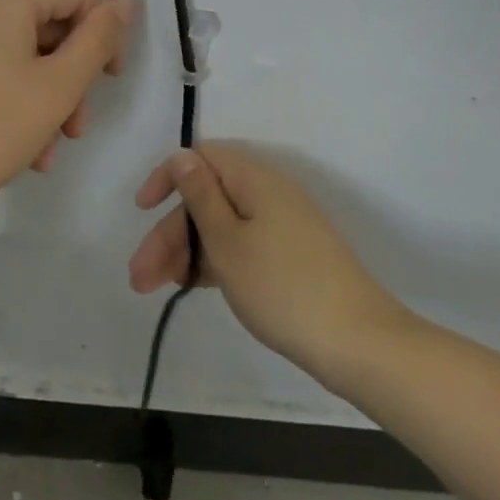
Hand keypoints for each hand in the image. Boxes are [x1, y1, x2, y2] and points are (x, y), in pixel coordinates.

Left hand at [0, 0, 139, 215]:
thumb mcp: (59, 87)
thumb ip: (99, 39)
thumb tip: (127, 0)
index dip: (105, 32)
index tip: (111, 81)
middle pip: (48, 21)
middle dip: (72, 73)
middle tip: (77, 125)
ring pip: (22, 49)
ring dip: (48, 94)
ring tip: (50, 148)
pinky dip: (17, 96)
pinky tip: (25, 148)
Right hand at [128, 142, 413, 390]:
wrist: (359, 344)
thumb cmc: (282, 287)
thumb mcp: (227, 241)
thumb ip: (200, 195)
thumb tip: (183, 156)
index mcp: (255, 178)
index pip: (201, 158)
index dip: (167, 178)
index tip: (142, 210)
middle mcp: (268, 193)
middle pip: (207, 198)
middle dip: (169, 232)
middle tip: (140, 275)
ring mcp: (282, 225)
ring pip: (221, 226)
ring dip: (185, 252)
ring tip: (155, 288)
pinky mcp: (289, 256)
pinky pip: (240, 245)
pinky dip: (214, 262)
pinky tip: (189, 285)